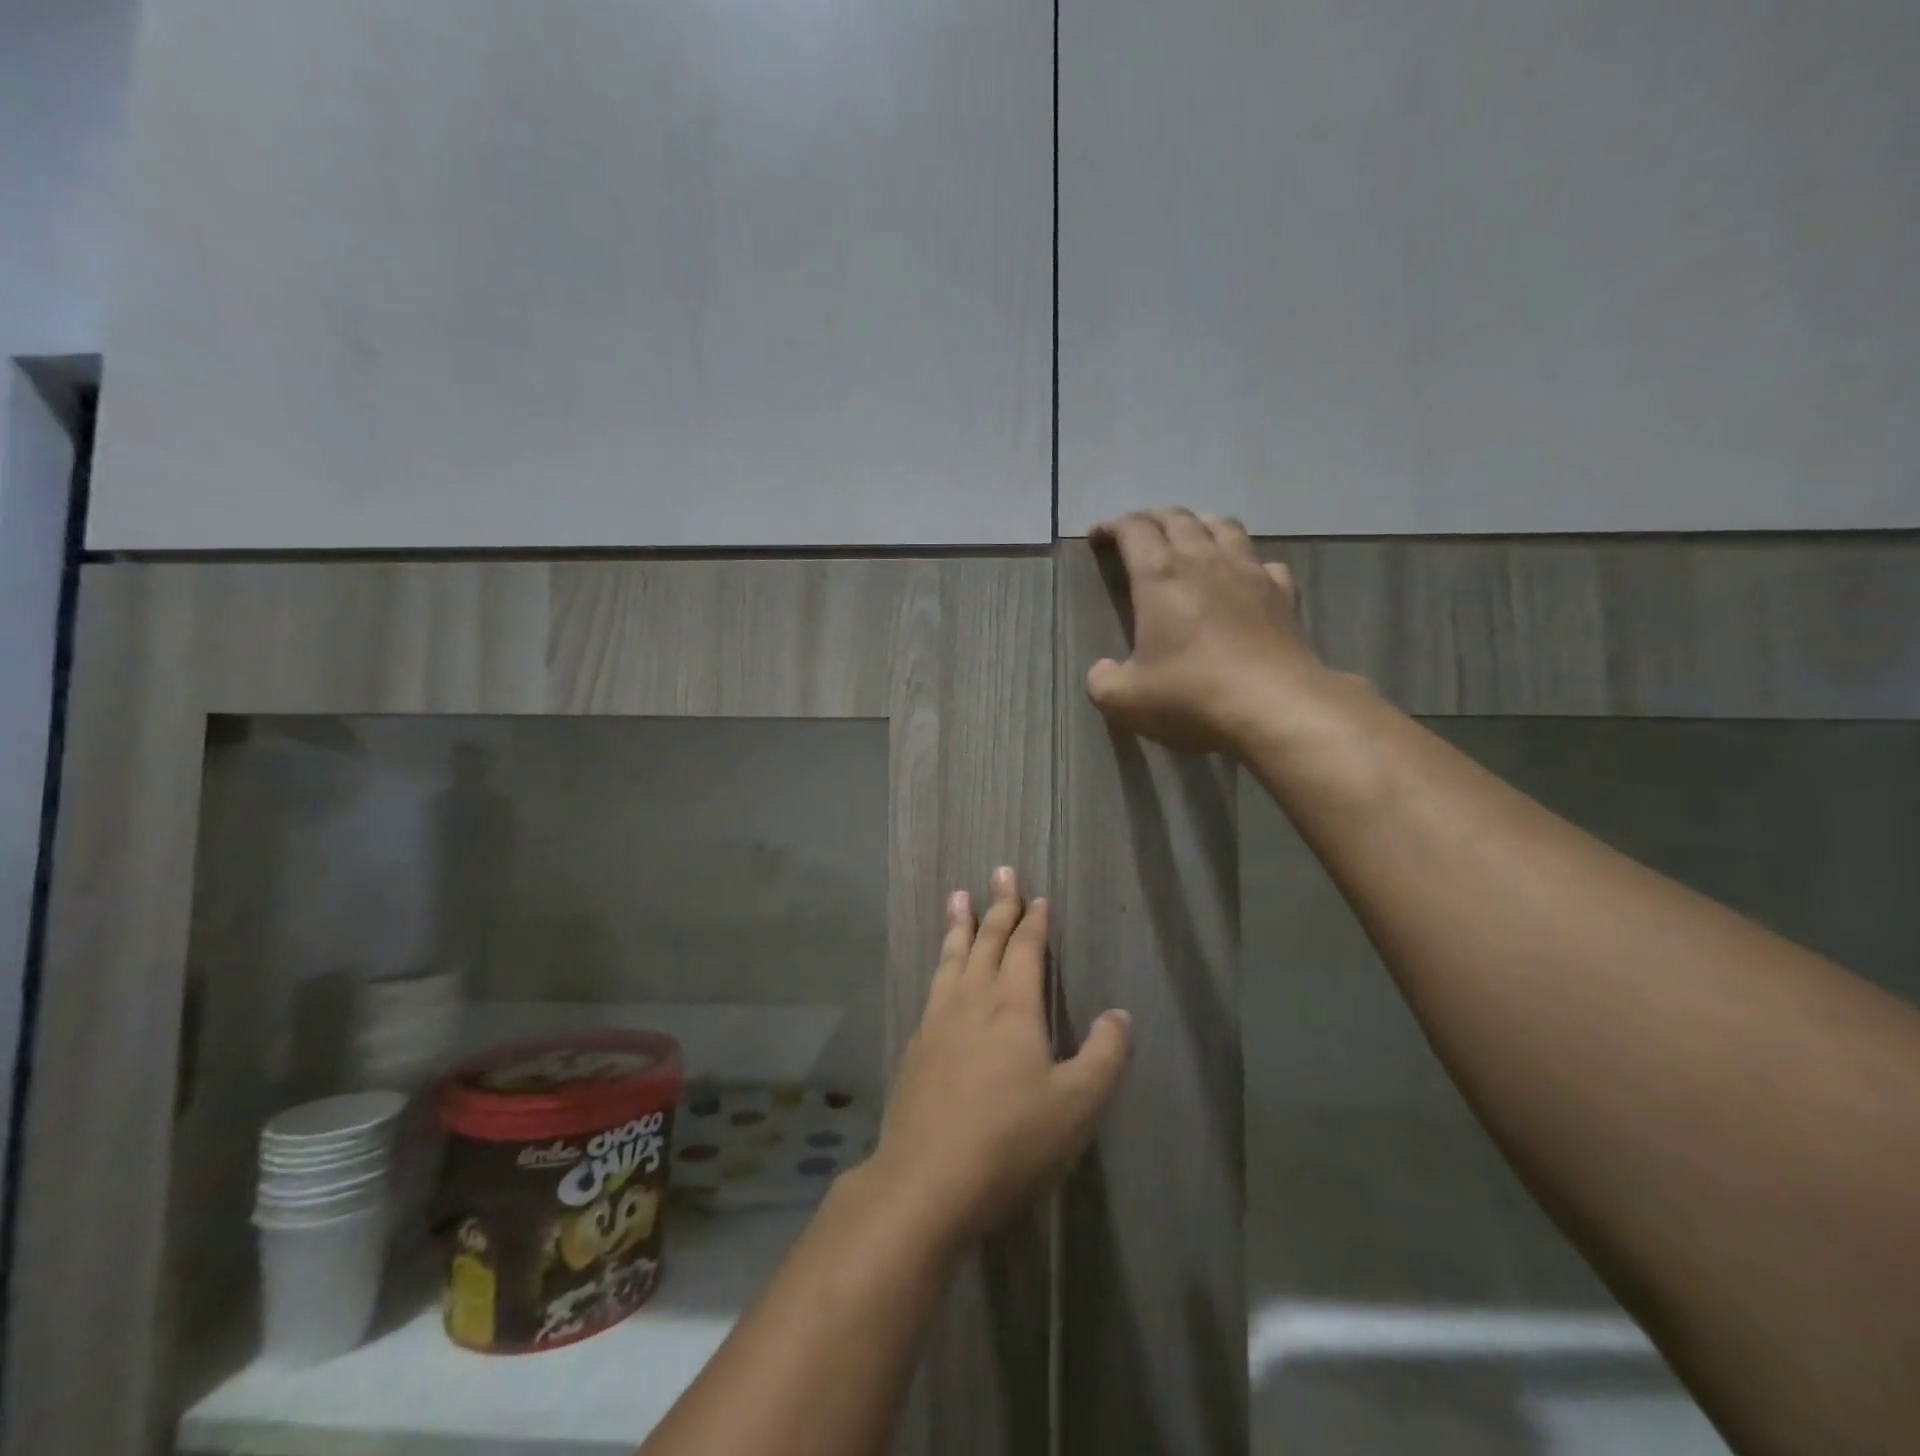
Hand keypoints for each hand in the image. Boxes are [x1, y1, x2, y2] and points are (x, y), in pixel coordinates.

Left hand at [866, 869, 1131, 1246]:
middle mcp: (972, 1000)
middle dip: (998, 906)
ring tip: (958, 898)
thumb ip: (1105, 1056)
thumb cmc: (1011, 1140)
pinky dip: (941, 965)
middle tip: (1000, 871)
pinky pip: (933, 987)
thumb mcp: (1077, 1104)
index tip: (1036, 896)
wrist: (927, 1180)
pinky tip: (940, 974)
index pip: (1026, 949)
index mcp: (1013, 1006)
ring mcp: (938, 1021)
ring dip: (960, 926)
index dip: (1034, 920)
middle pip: (987, 941)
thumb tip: (1120, 1014)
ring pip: (952, 958)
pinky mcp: (917, 1046)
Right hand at [1088, 507, 1329, 752]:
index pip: (1133, 529)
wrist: (1275, 707)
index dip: (1112, 527)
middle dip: (1152, 519)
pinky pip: (1261, 561)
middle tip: (1137, 534)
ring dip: (1199, 525)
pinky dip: (1245, 561)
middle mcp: (1204, 560)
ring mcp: (1249, 572)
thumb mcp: (1125, 700)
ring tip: (1189, 540)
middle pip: (1177, 518)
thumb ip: (1103, 681)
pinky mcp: (1282, 592)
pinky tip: (1241, 578)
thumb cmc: (1191, 695)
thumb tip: (1103, 669)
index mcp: (1160, 576)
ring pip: (1223, 526)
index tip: (1098, 537)